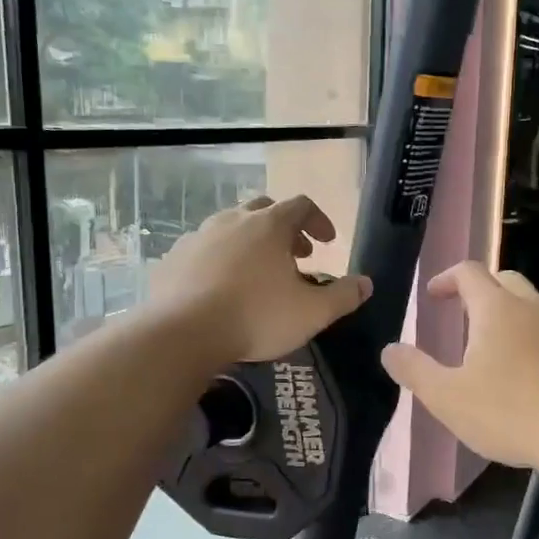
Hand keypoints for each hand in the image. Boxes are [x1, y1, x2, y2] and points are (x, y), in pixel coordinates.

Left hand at [152, 195, 371, 364]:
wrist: (181, 333)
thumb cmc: (256, 316)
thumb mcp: (312, 312)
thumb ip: (343, 296)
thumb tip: (366, 283)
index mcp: (269, 225)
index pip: (301, 205)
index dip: (318, 220)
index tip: (327, 243)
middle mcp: (232, 220)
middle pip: (264, 211)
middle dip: (285, 230)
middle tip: (296, 256)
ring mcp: (198, 236)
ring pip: (230, 228)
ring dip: (250, 243)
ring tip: (258, 273)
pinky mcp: (173, 258)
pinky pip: (204, 250)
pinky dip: (220, 260)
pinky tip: (221, 288)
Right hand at [380, 261, 538, 469]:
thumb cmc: (512, 413)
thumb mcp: (448, 398)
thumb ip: (415, 371)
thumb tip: (390, 349)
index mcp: (497, 309)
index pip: (469, 273)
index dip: (447, 278)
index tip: (434, 295)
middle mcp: (536, 308)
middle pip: (507, 280)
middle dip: (483, 290)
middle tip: (466, 315)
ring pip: (538, 308)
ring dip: (515, 318)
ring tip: (502, 352)